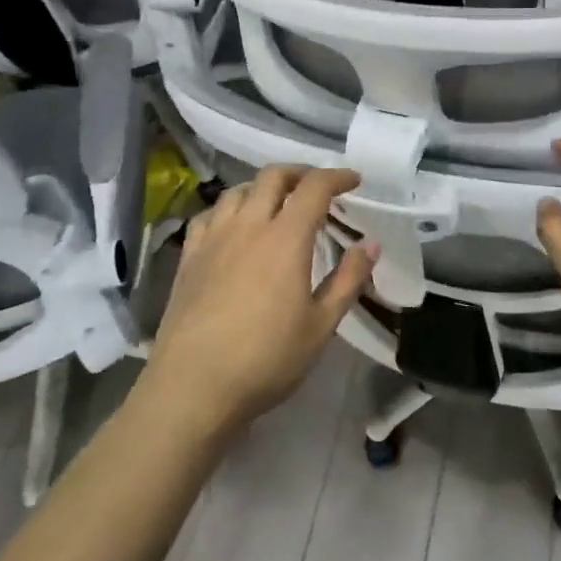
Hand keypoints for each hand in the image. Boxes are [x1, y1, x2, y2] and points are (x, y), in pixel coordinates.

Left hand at [145, 165, 377, 432]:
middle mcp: (248, 225)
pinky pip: (210, 214)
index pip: (314, 187)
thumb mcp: (321, 325)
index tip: (354, 181)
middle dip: (300, 173)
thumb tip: (370, 244)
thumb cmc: (266, 359)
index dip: (337, 177)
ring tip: (277, 204)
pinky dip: (230, 208)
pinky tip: (234, 226)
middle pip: (273, 177)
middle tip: (318, 188)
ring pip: (238, 190)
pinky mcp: (189, 257)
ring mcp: (214, 239)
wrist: (193, 387)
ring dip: (263, 187)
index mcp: (286, 238)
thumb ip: (348, 279)